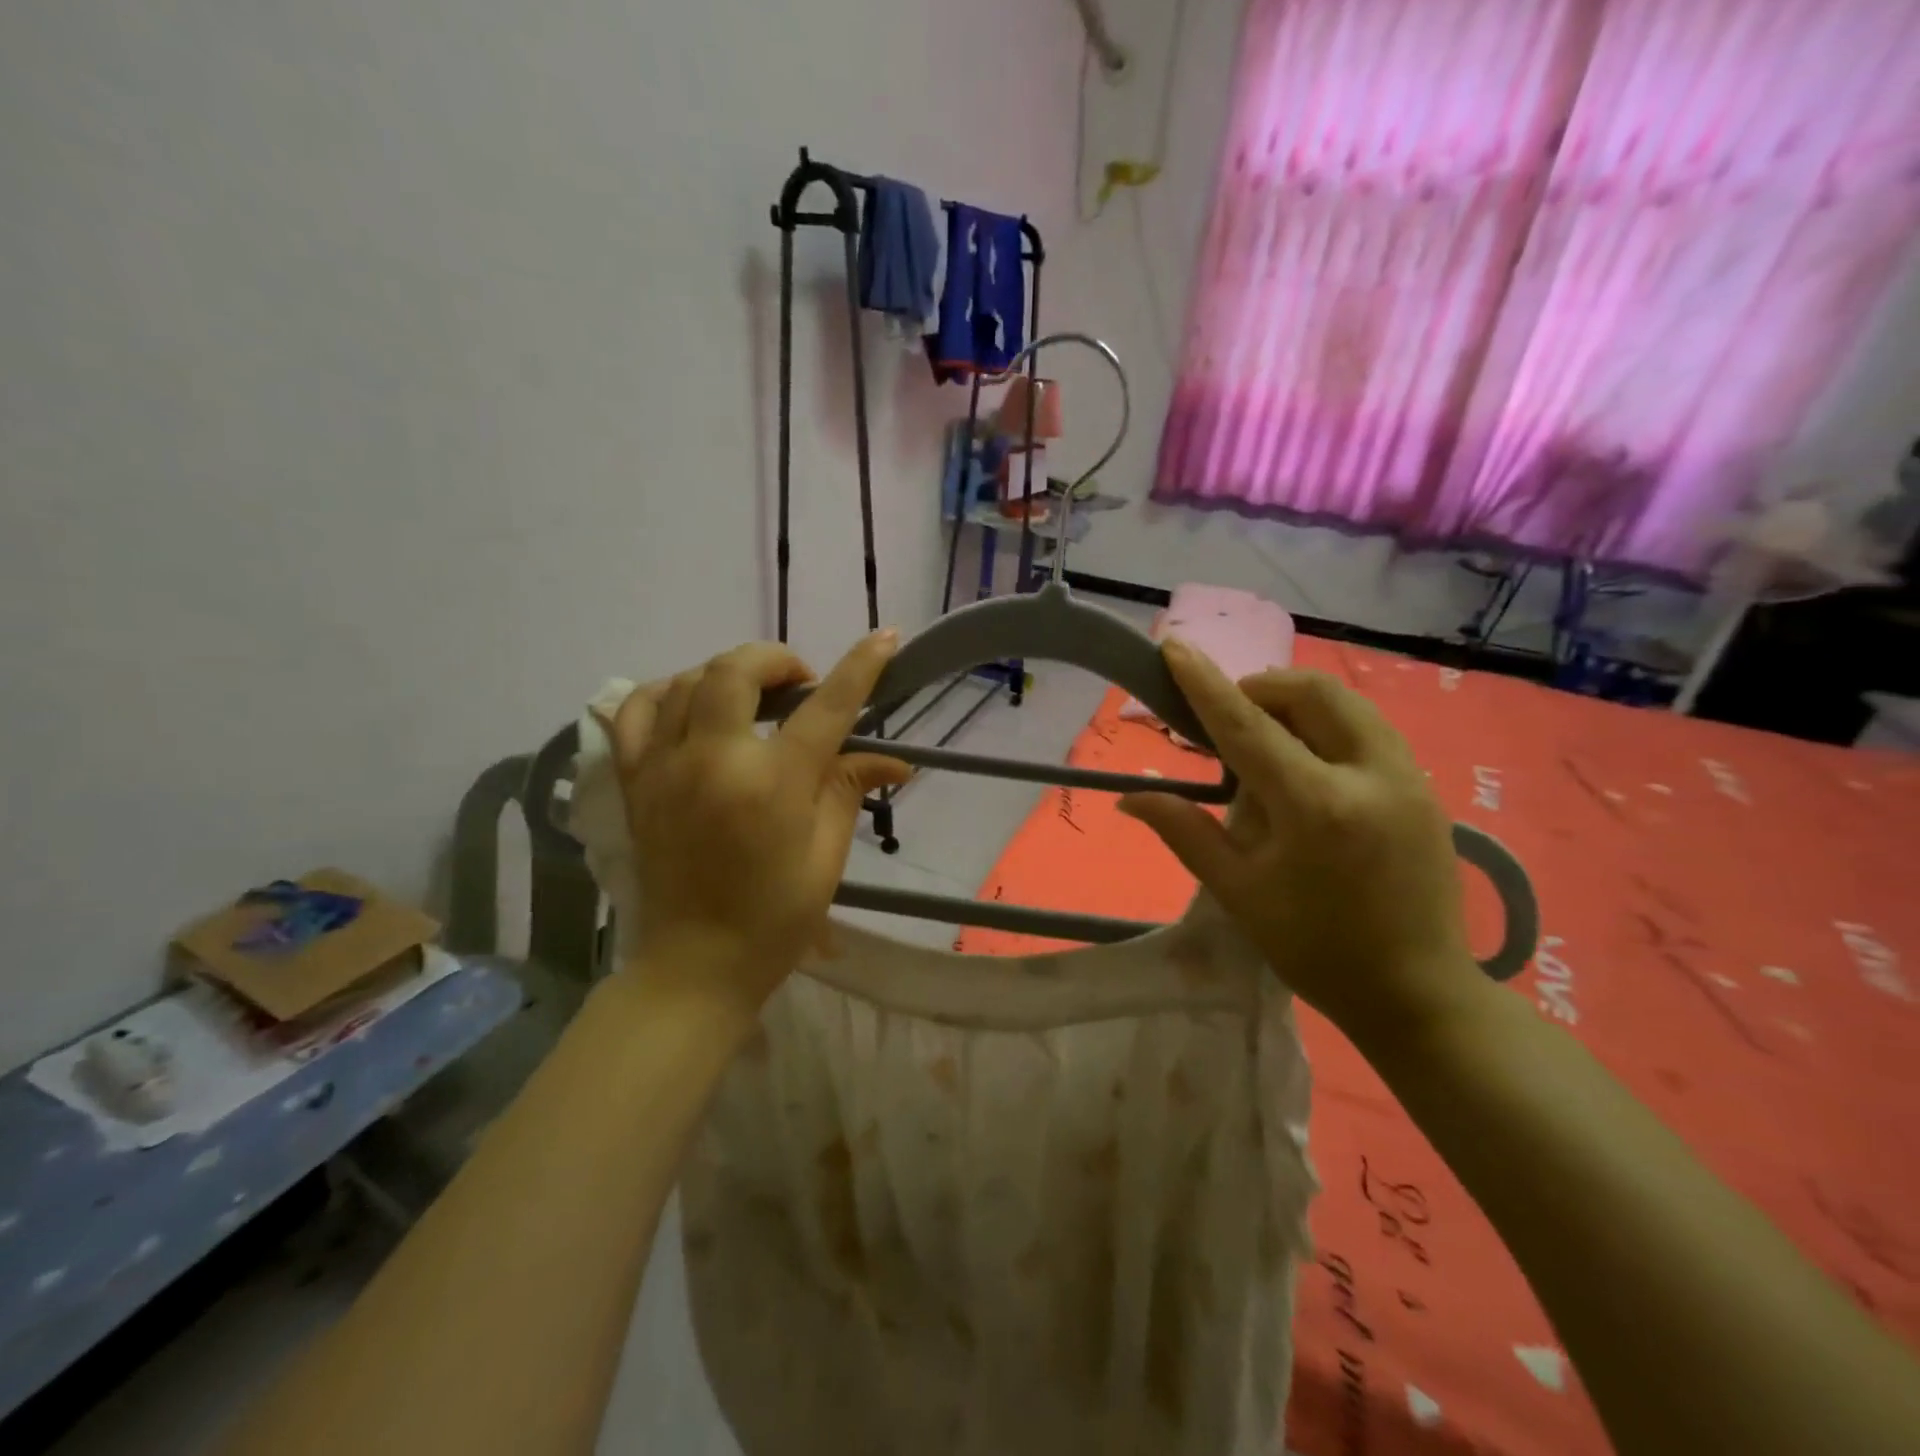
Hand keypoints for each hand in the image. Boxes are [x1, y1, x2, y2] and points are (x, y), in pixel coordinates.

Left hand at [595, 635, 908, 1021]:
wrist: (696, 965)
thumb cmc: (775, 917)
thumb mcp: (826, 856)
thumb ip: (849, 791)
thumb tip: (895, 761)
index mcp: (772, 785)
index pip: (825, 707)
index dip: (860, 666)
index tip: (886, 637)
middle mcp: (713, 761)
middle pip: (737, 670)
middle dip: (776, 659)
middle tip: (801, 682)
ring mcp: (663, 767)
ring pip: (686, 680)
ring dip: (727, 672)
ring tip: (752, 694)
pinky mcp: (634, 781)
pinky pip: (634, 711)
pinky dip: (665, 691)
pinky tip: (689, 702)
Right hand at [1118, 640, 1484, 1047]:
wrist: (1417, 993)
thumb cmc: (1314, 948)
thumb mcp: (1238, 892)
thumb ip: (1184, 831)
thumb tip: (1130, 797)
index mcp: (1316, 807)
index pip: (1248, 727)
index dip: (1206, 683)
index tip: (1175, 646)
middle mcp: (1370, 776)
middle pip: (1311, 692)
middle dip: (1260, 688)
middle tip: (1228, 721)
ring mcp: (1408, 778)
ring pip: (1346, 703)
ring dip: (1296, 703)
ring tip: (1266, 741)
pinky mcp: (1425, 787)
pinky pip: (1368, 728)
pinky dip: (1327, 726)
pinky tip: (1308, 766)